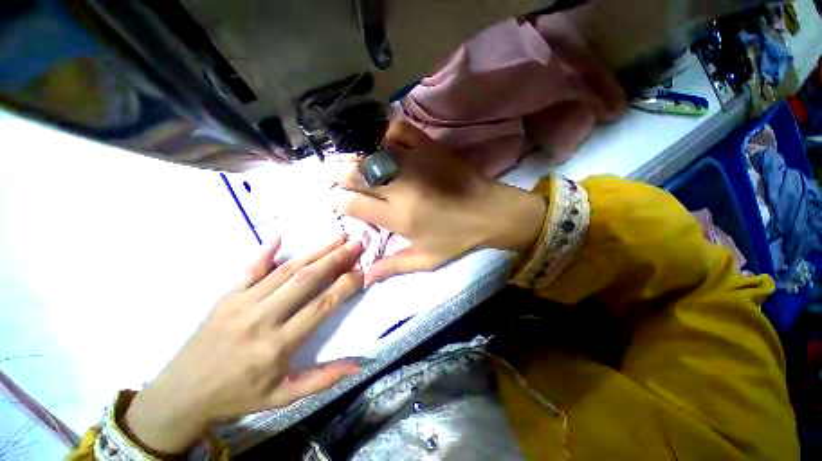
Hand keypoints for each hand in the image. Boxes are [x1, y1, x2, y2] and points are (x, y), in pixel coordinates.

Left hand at [123, 238, 364, 453]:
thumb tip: (360, 364)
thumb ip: (324, 379)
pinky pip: (250, 269)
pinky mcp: (227, 296)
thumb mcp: (283, 397)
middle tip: (356, 244)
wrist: (181, 394)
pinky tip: (281, 237)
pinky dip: (266, 252)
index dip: (346, 285)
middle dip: (336, 258)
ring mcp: (242, 303)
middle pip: (306, 279)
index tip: (363, 271)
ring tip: (336, 239)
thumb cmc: (238, 395)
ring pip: (286, 270)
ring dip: (315, 252)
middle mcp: (263, 318)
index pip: (322, 306)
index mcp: (278, 345)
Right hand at [334, 120, 545, 285]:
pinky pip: (400, 131)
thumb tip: (363, 279)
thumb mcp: (426, 260)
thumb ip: (393, 267)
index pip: (354, 205)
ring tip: (346, 158)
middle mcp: (400, 189)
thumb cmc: (458, 239)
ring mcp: (415, 164)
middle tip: (329, 173)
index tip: (333, 199)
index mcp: (398, 218)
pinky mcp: (429, 148)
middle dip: (337, 174)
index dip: (337, 201)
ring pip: (372, 152)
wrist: (490, 213)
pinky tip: (380, 138)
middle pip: (357, 175)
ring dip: (354, 154)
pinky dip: (386, 131)